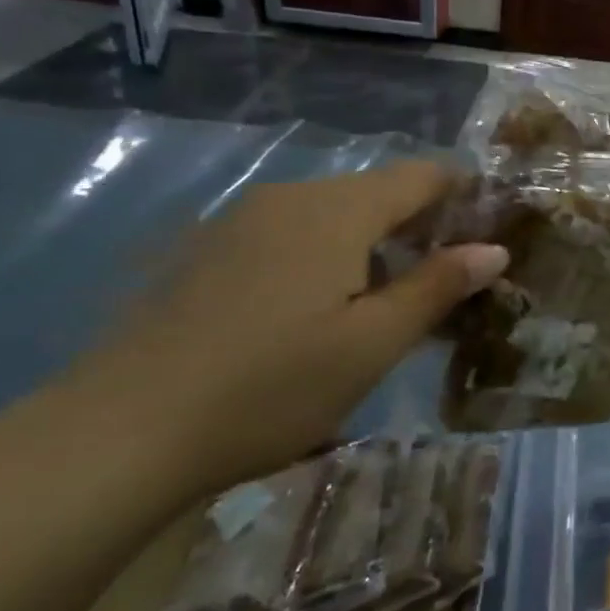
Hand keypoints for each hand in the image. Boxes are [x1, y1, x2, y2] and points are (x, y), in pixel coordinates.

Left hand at [78, 161, 506, 491]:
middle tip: (444, 285)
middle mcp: (289, 197)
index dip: (463, 193)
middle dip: (418, 227)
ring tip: (383, 307)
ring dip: (370, 247)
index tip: (489, 230)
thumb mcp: (371, 344)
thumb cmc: (269, 387)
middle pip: (375, 194)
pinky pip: (287, 236)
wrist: (115, 435)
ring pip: (330, 216)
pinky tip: (311, 316)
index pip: (421, 175)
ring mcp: (239, 222)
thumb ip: (437, 287)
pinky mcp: (205, 252)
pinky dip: (323, 258)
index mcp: (336, 210)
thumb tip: (494, 248)